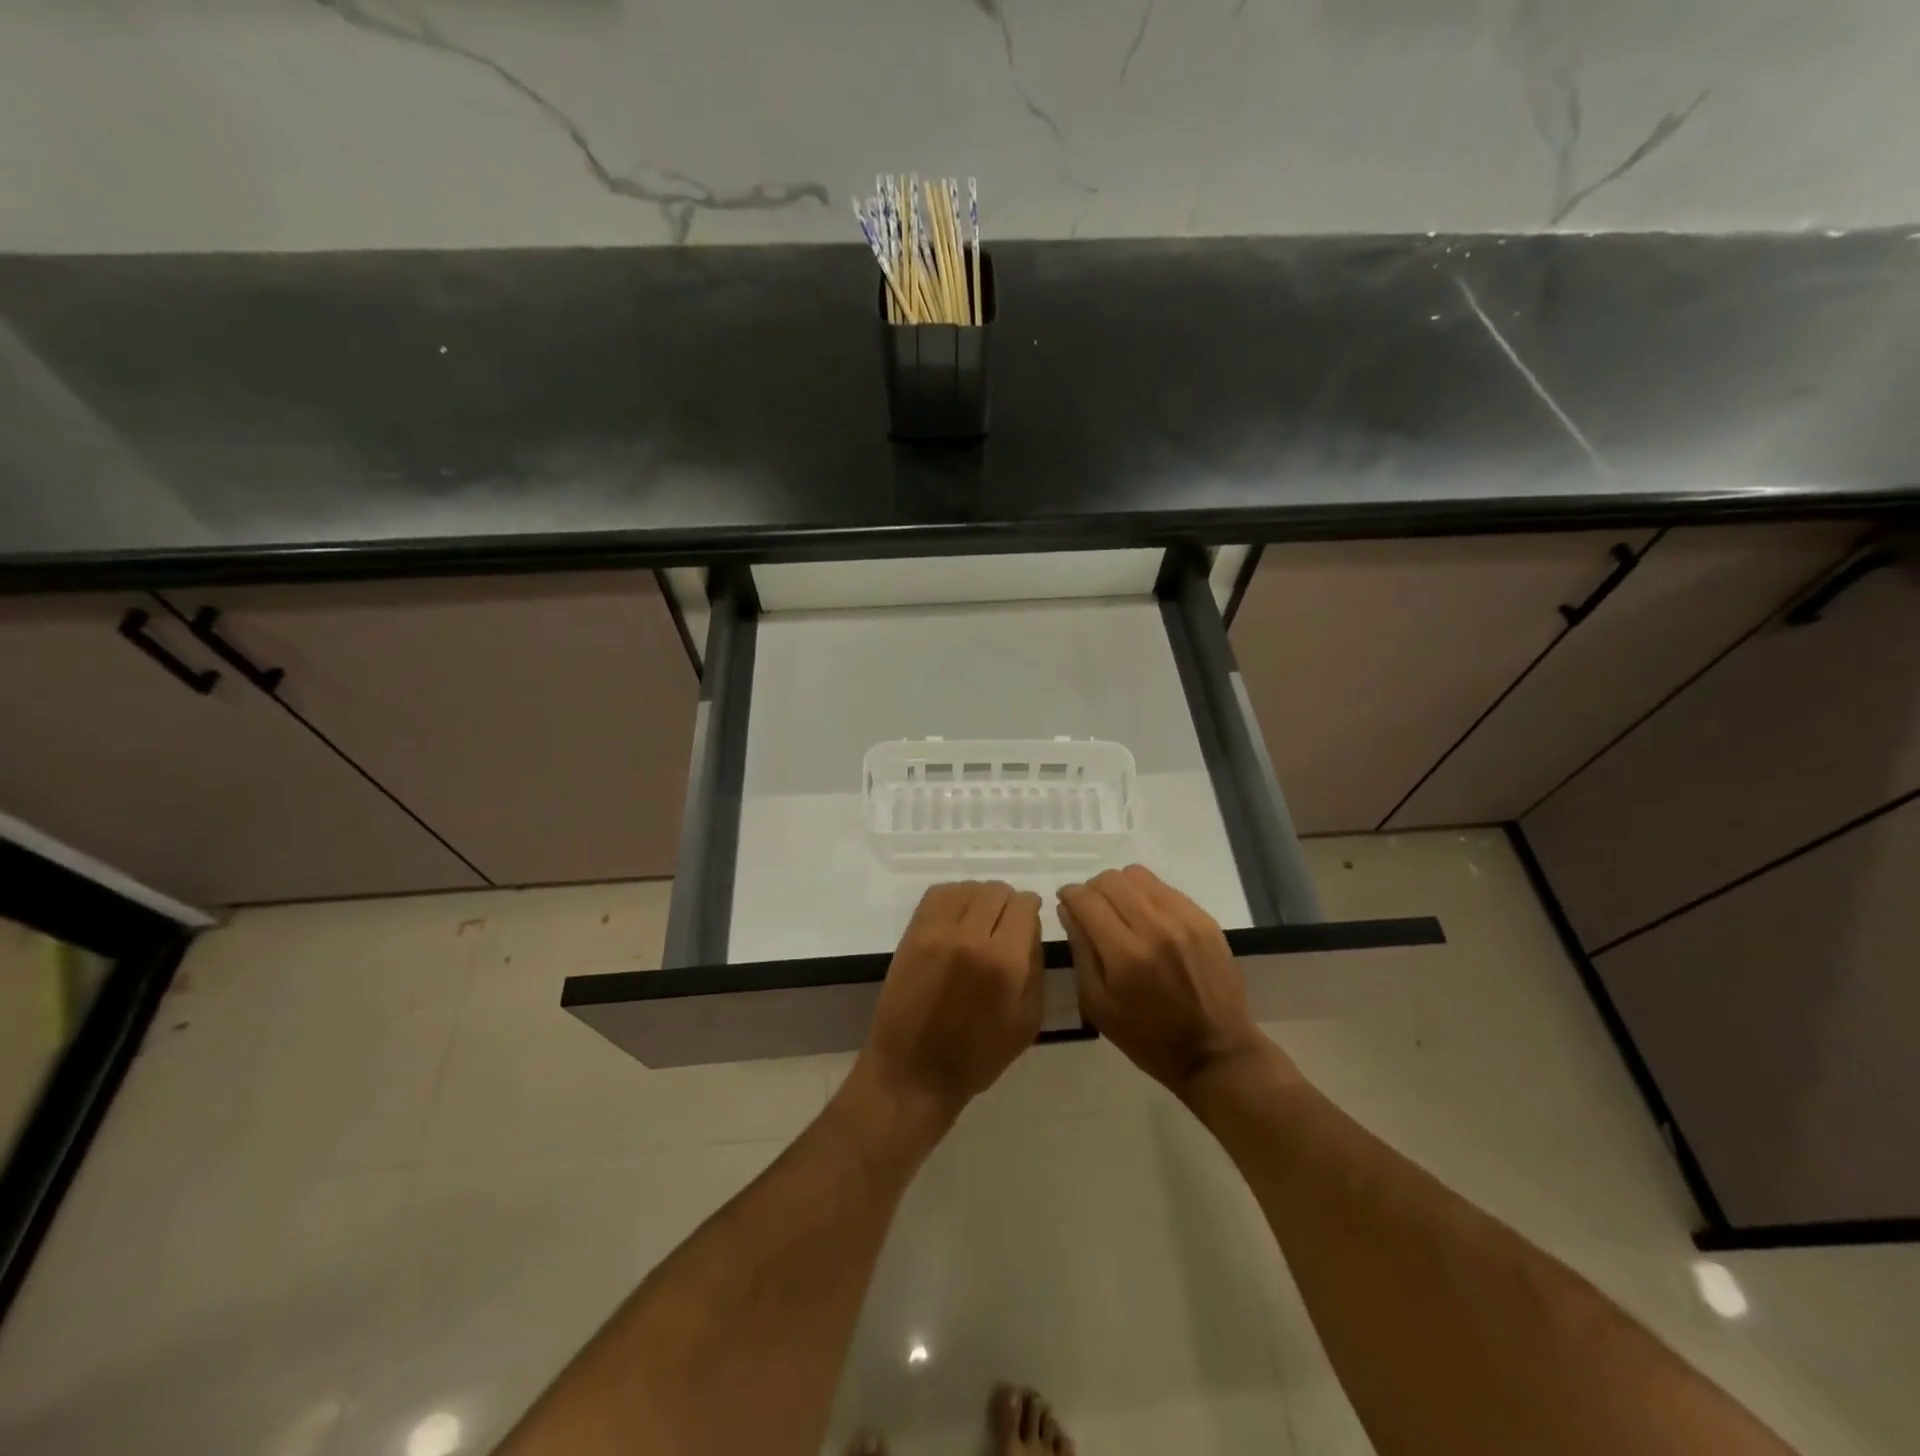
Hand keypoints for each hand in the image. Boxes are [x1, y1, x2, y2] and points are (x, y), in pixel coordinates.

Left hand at [855, 881, 1043, 1120]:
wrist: (913, 1072)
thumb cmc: (978, 1056)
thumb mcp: (1028, 1021)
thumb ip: (1035, 966)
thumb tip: (1031, 927)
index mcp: (1004, 961)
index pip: (1024, 905)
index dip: (1031, 909)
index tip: (1028, 922)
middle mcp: (971, 936)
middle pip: (997, 890)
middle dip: (1008, 904)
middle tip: (1005, 926)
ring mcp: (936, 932)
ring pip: (968, 888)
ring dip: (980, 899)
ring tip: (980, 922)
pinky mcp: (912, 933)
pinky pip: (938, 894)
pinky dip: (954, 898)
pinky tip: (957, 918)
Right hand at [1059, 866, 1271, 1098]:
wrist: (1215, 1052)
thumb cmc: (1147, 1038)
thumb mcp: (1098, 1006)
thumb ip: (1080, 952)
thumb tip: (1067, 910)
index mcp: (1124, 955)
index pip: (1086, 900)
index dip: (1070, 895)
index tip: (1067, 902)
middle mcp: (1155, 927)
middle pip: (1110, 880)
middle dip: (1093, 890)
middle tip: (1092, 910)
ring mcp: (1184, 919)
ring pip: (1137, 875)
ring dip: (1120, 888)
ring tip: (1120, 911)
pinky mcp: (1204, 919)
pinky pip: (1165, 888)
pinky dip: (1147, 896)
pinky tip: (1148, 919)